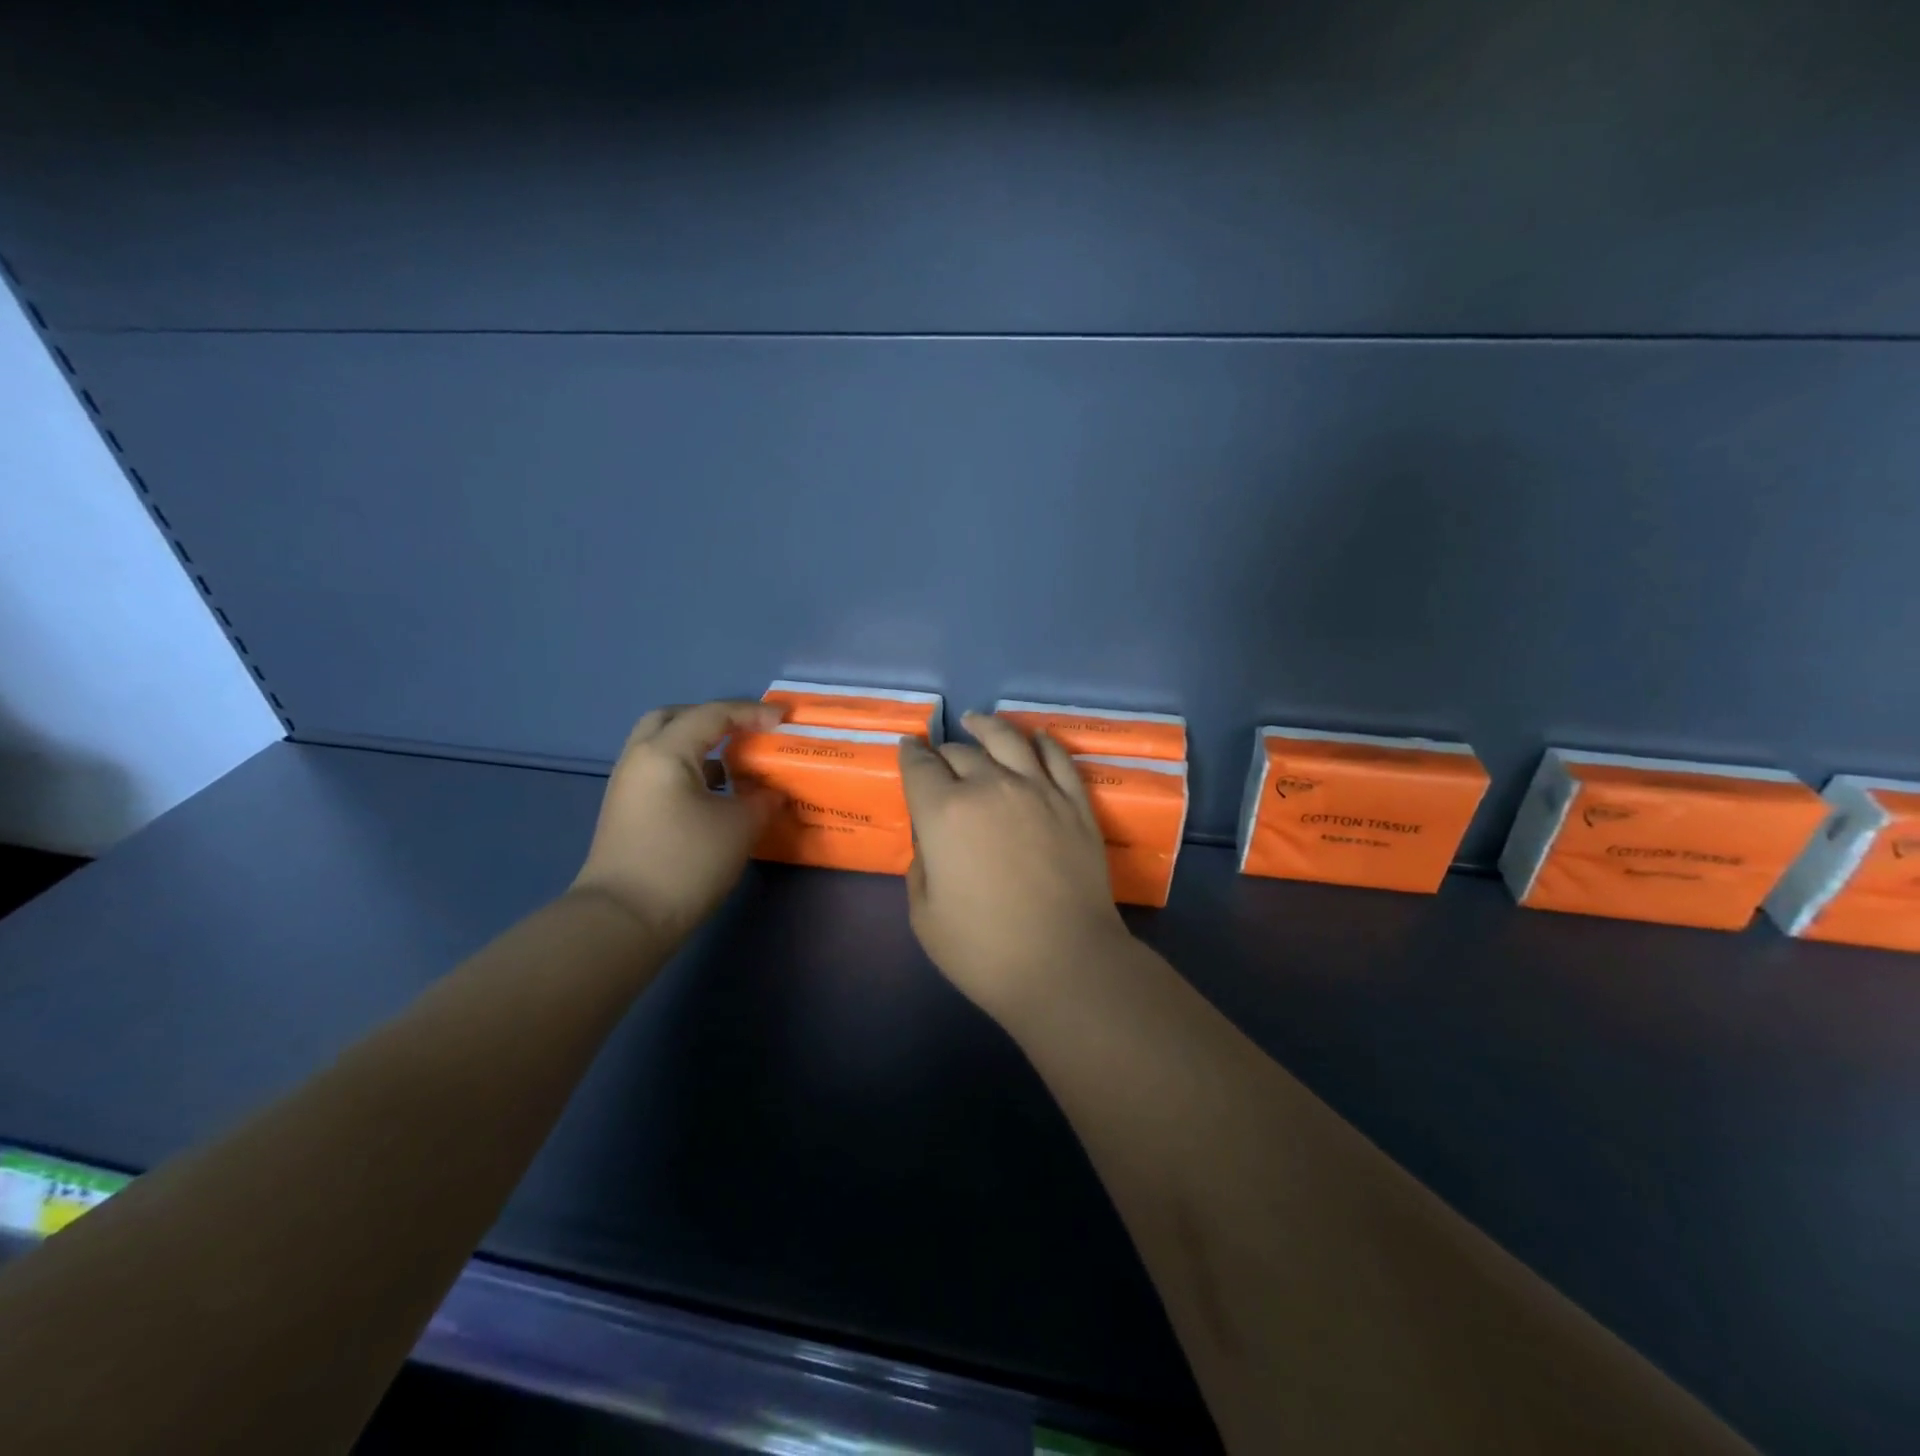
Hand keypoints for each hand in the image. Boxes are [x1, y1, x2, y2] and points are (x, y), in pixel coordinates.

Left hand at [571, 700, 783, 944]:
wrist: (624, 919)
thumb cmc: (685, 863)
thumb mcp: (739, 828)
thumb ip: (763, 800)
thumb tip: (771, 791)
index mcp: (666, 752)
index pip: (713, 714)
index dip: (752, 713)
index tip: (784, 720)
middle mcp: (640, 758)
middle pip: (674, 718)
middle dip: (713, 718)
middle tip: (745, 731)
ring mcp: (628, 785)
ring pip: (663, 744)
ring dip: (699, 745)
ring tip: (733, 764)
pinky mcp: (626, 810)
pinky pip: (659, 770)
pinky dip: (688, 768)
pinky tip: (713, 793)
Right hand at [899, 712, 1131, 1020]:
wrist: (1066, 964)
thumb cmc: (984, 949)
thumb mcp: (925, 915)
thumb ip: (921, 866)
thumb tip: (933, 841)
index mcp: (944, 812)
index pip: (919, 767)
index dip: (910, 754)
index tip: (908, 749)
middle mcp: (989, 786)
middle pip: (961, 752)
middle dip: (944, 752)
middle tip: (940, 758)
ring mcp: (1038, 790)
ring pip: (1008, 739)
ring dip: (988, 726)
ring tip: (978, 721)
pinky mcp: (1075, 803)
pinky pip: (1056, 758)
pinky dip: (1042, 741)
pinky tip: (1035, 737)